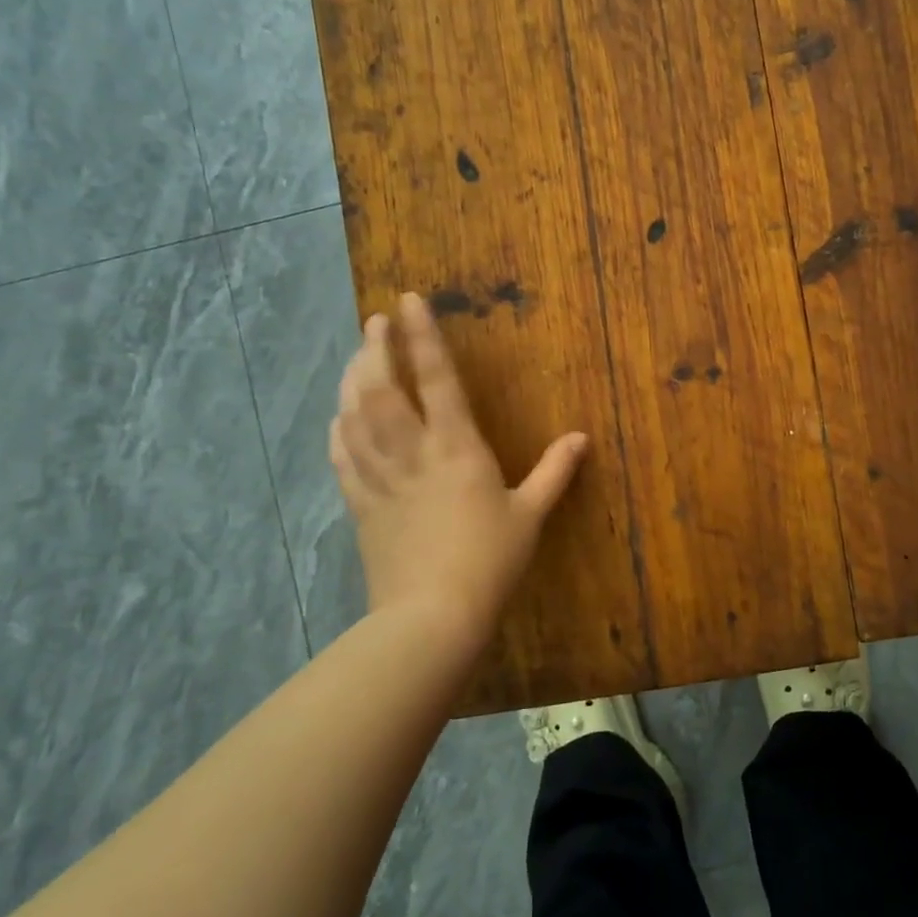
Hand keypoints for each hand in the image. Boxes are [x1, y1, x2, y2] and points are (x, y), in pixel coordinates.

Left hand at [329, 293, 587, 648]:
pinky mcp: (361, 505)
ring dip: (352, 380)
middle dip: (375, 349)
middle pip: (383, 389)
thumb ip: (554, 472)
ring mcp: (381, 478)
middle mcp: (414, 453)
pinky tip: (337, 418)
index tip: (408, 301)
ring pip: (356, 417)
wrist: (432, 615)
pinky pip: (343, 458)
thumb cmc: (489, 561)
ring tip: (356, 357)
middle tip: (374, 322)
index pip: (437, 379)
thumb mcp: (530, 515)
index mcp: (457, 448)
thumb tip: (580, 437)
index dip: (423, 337)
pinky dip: (338, 431)